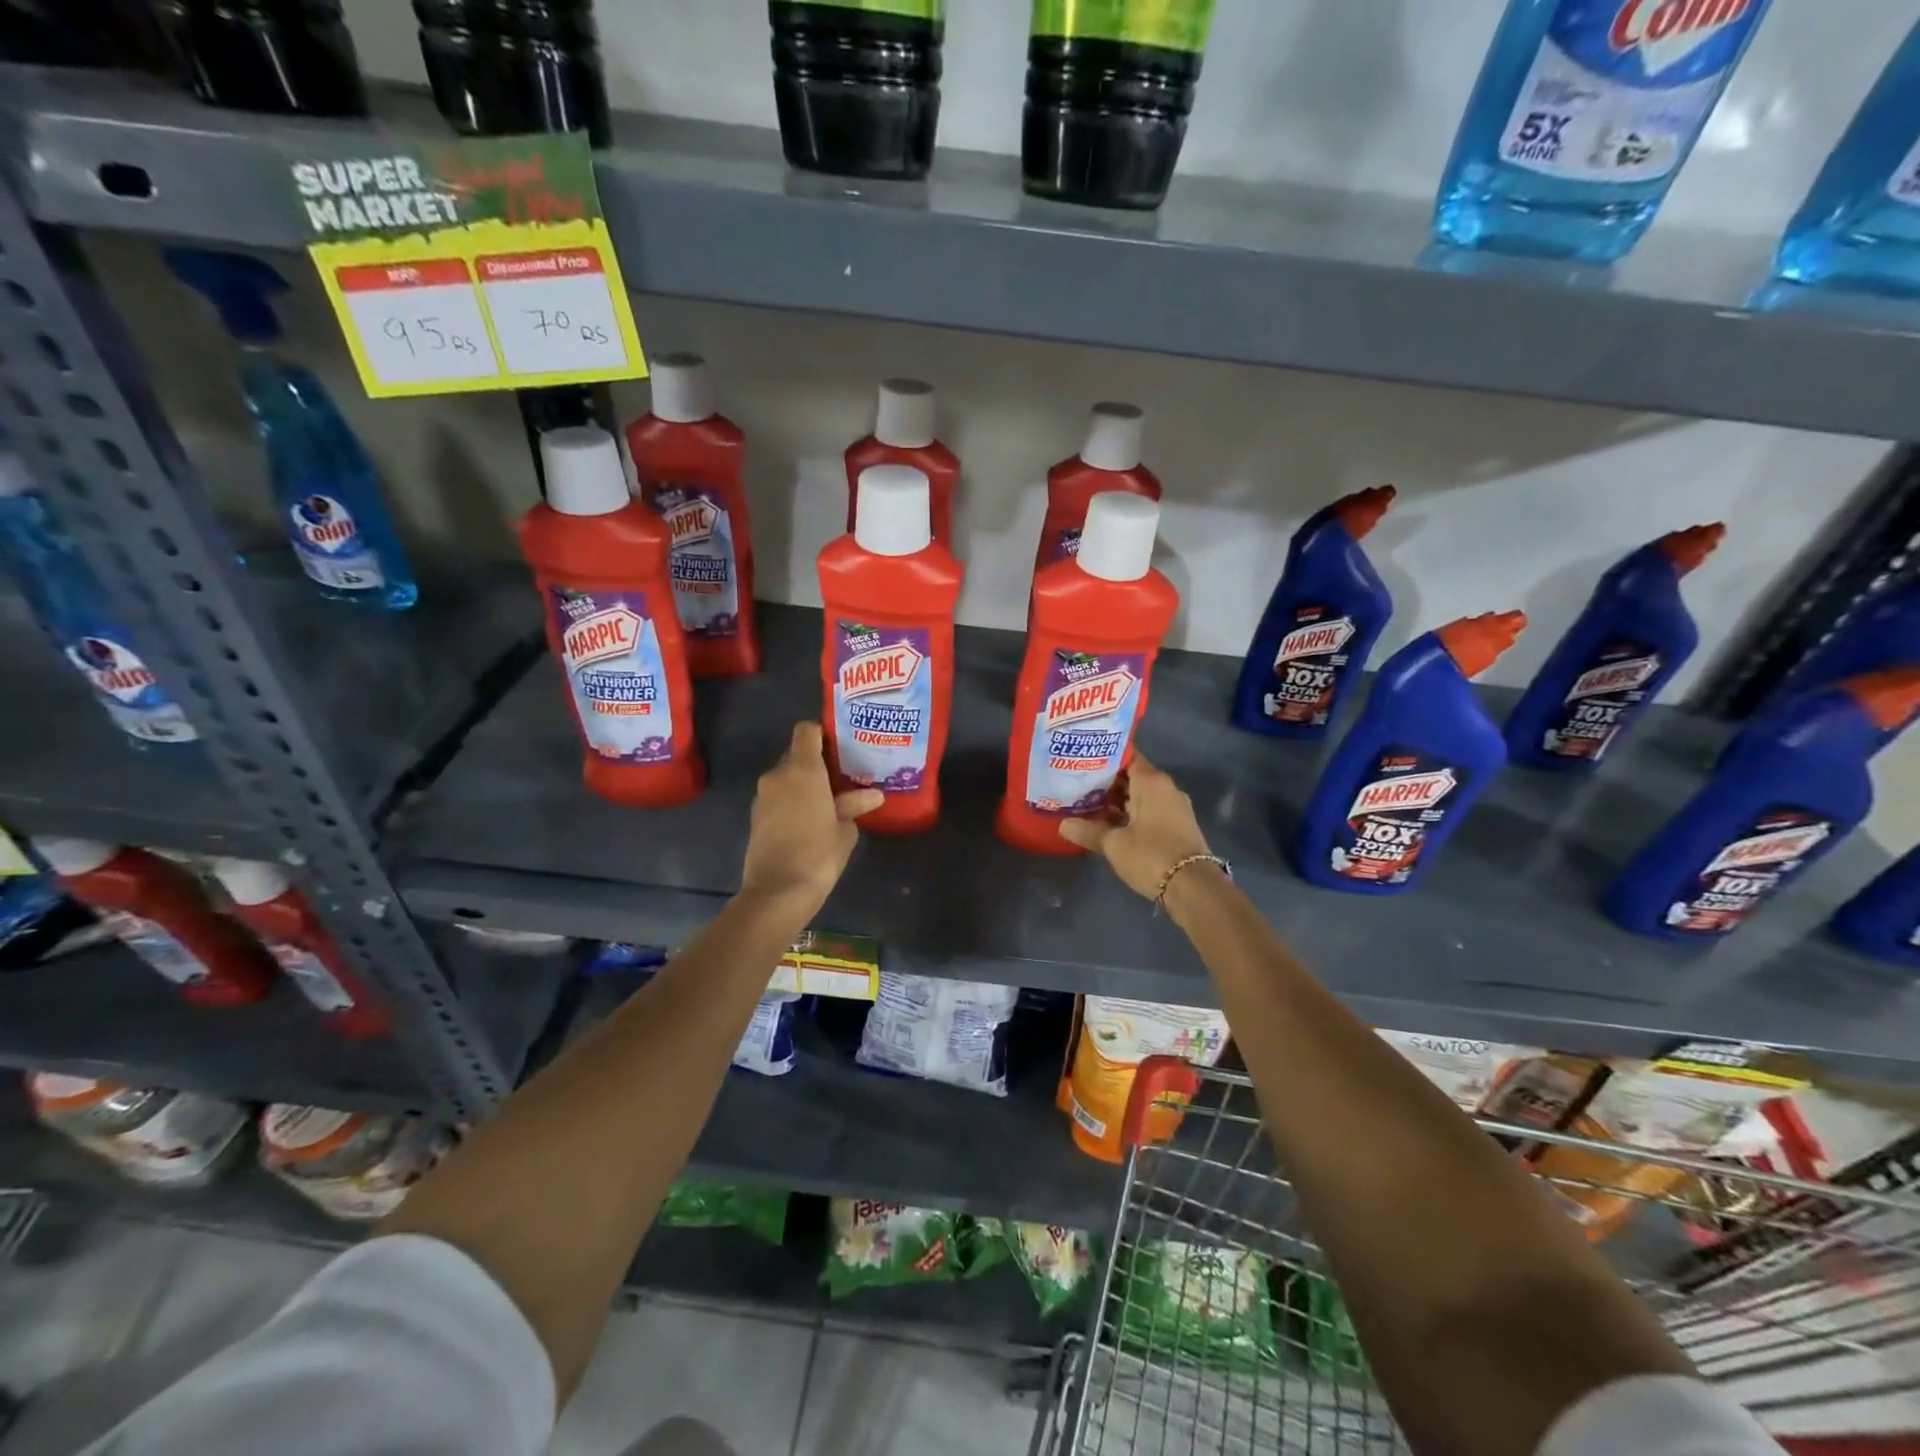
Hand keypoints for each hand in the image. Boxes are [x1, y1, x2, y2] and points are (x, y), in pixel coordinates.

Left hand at [740, 721, 882, 912]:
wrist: (777, 893)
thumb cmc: (818, 855)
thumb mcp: (845, 830)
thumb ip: (854, 805)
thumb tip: (871, 795)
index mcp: (802, 769)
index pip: (806, 730)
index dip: (823, 732)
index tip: (841, 744)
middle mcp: (778, 775)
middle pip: (796, 753)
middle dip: (817, 761)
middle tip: (842, 775)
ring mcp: (763, 796)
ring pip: (786, 776)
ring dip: (804, 783)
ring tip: (830, 798)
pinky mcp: (756, 816)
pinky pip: (778, 796)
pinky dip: (792, 800)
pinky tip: (811, 817)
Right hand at [1060, 755, 1215, 903]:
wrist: (1193, 888)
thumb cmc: (1151, 855)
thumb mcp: (1113, 844)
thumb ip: (1087, 830)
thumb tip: (1063, 824)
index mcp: (1151, 781)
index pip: (1125, 756)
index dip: (1102, 757)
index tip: (1080, 761)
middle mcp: (1166, 788)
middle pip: (1132, 776)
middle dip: (1105, 781)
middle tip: (1076, 784)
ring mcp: (1174, 807)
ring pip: (1140, 795)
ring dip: (1117, 800)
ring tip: (1087, 804)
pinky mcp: (1177, 825)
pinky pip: (1149, 810)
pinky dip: (1130, 813)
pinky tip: (1109, 823)